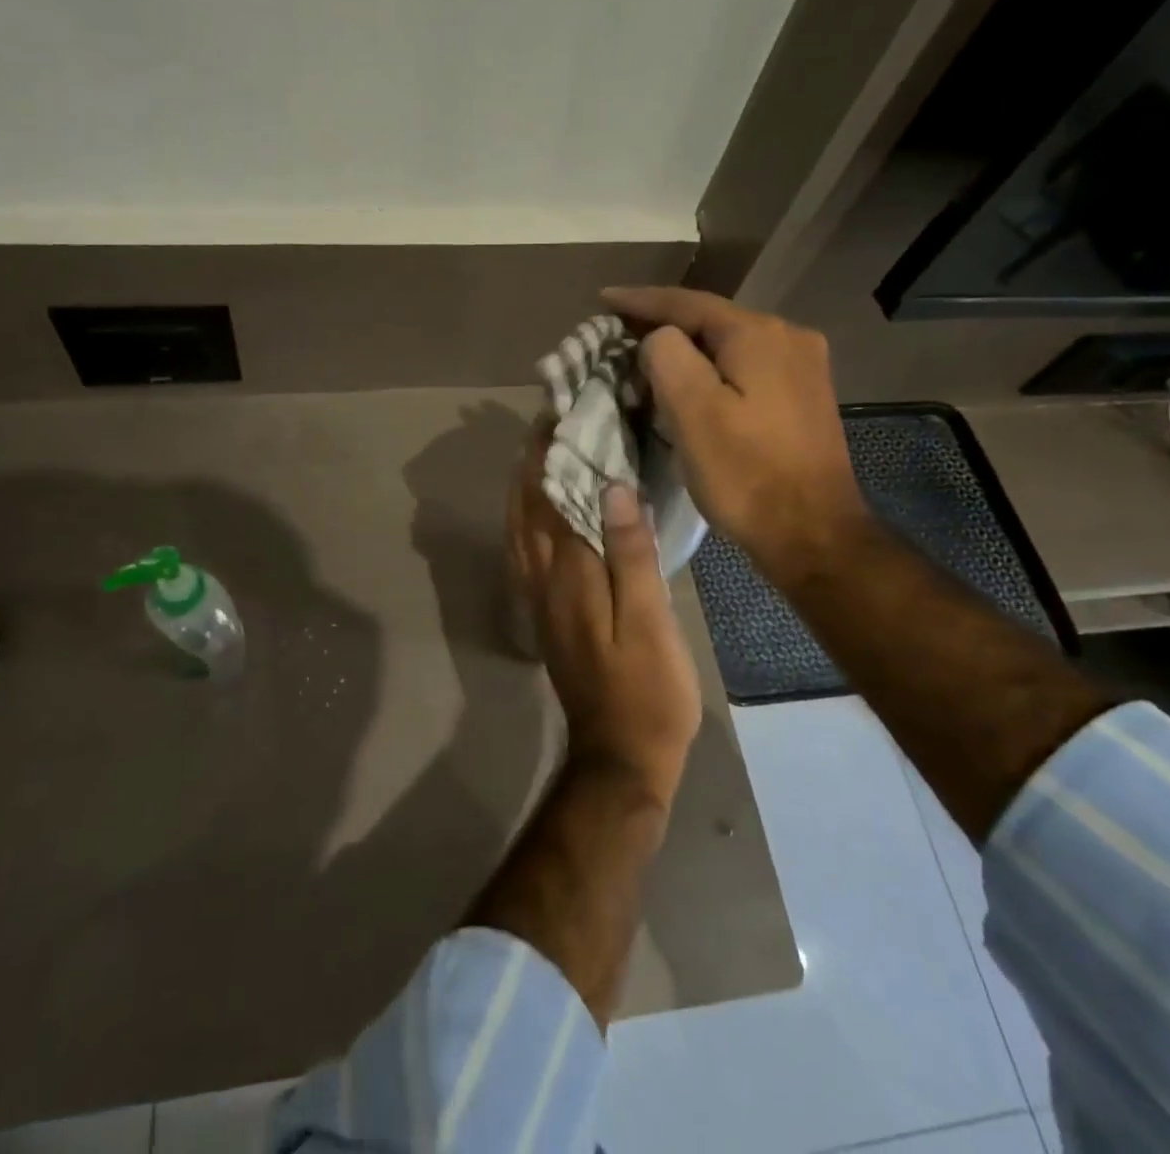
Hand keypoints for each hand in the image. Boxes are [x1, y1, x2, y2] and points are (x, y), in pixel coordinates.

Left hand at [507, 431, 701, 802]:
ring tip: (537, 455)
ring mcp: (537, 599)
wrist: (618, 756)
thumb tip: (612, 488)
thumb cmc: (648, 690)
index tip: (560, 412)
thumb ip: (629, 553)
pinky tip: (536, 514)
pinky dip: (524, 521)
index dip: (554, 453)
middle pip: (527, 508)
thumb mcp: (651, 621)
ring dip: (523, 488)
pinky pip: (523, 553)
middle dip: (532, 462)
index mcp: (569, 574)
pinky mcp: (543, 616)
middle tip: (547, 423)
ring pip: (518, 529)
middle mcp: (542, 579)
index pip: (553, 497)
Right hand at [602, 286, 868, 585]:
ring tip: (645, 356)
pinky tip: (691, 382)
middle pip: (711, 320)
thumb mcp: (691, 412)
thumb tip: (660, 339)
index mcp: (758, 334)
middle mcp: (788, 337)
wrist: (813, 533)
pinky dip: (711, 369)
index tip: (602, 299)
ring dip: (687, 349)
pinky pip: (746, 367)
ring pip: (729, 345)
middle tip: (618, 331)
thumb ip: (667, 356)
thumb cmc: (745, 474)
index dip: (640, 300)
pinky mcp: (803, 396)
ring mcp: (802, 367)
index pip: (687, 303)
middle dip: (662, 324)